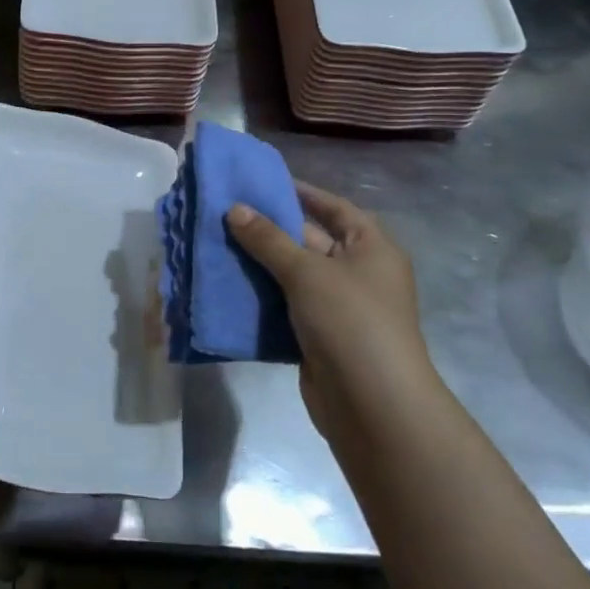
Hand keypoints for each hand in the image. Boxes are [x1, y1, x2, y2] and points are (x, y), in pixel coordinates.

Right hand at [226, 183, 435, 443]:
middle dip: (271, 229)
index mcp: (371, 248)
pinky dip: (261, 296)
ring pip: (293, 275)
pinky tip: (227, 284)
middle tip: (225, 212)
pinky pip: (286, 306)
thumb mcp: (306, 271)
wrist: (373, 406)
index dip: (302, 193)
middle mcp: (359, 273)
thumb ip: (268, 239)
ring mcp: (339, 307)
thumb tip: (234, 209)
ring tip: (217, 242)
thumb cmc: (350, 321)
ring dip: (260, 263)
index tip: (262, 182)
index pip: (335, 207)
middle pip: (311, 240)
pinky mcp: (319, 337)